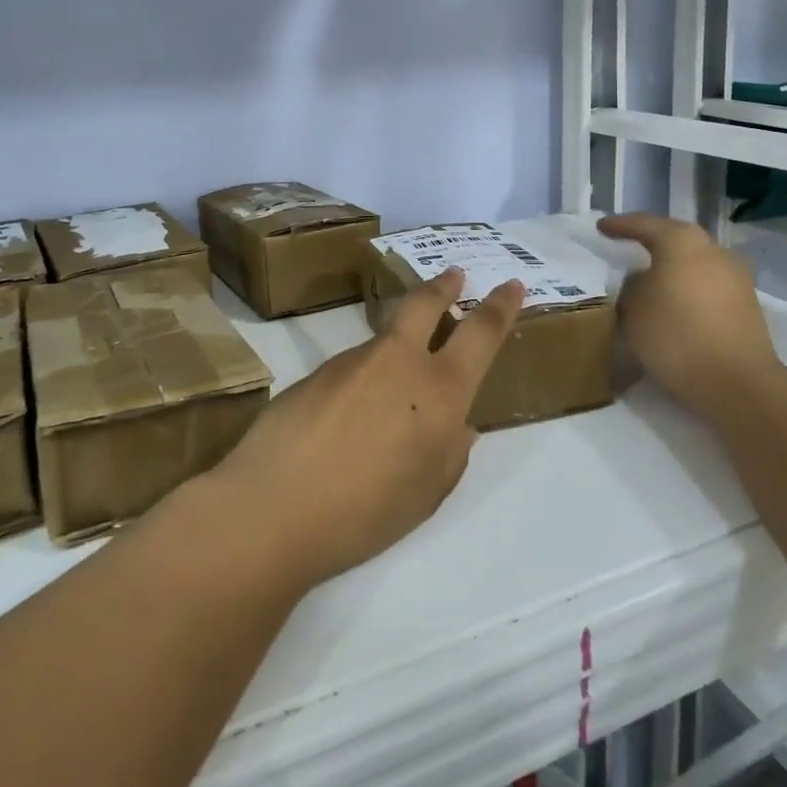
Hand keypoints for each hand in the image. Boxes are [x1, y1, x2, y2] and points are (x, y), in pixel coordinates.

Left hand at [204, 267, 525, 593]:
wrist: (274, 507)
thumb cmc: (367, 511)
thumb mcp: (428, 492)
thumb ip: (451, 452)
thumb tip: (458, 425)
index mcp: (440, 389)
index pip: (481, 333)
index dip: (500, 306)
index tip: (511, 285)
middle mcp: (399, 360)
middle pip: (426, 303)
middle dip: (445, 285)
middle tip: (455, 274)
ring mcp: (353, 360)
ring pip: (386, 338)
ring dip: (399, 344)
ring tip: (394, 388)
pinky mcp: (317, 372)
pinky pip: (354, 367)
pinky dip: (364, 379)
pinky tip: (350, 417)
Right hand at [598, 214, 778, 404]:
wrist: (737, 383)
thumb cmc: (675, 335)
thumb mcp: (632, 309)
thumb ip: (631, 286)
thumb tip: (642, 281)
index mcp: (681, 241)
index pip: (643, 225)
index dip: (619, 226)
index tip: (601, 227)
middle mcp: (713, 250)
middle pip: (675, 240)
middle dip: (651, 244)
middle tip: (627, 248)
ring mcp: (735, 277)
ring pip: (694, 264)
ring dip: (672, 270)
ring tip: (649, 282)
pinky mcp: (747, 305)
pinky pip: (707, 287)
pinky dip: (688, 291)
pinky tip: (674, 305)